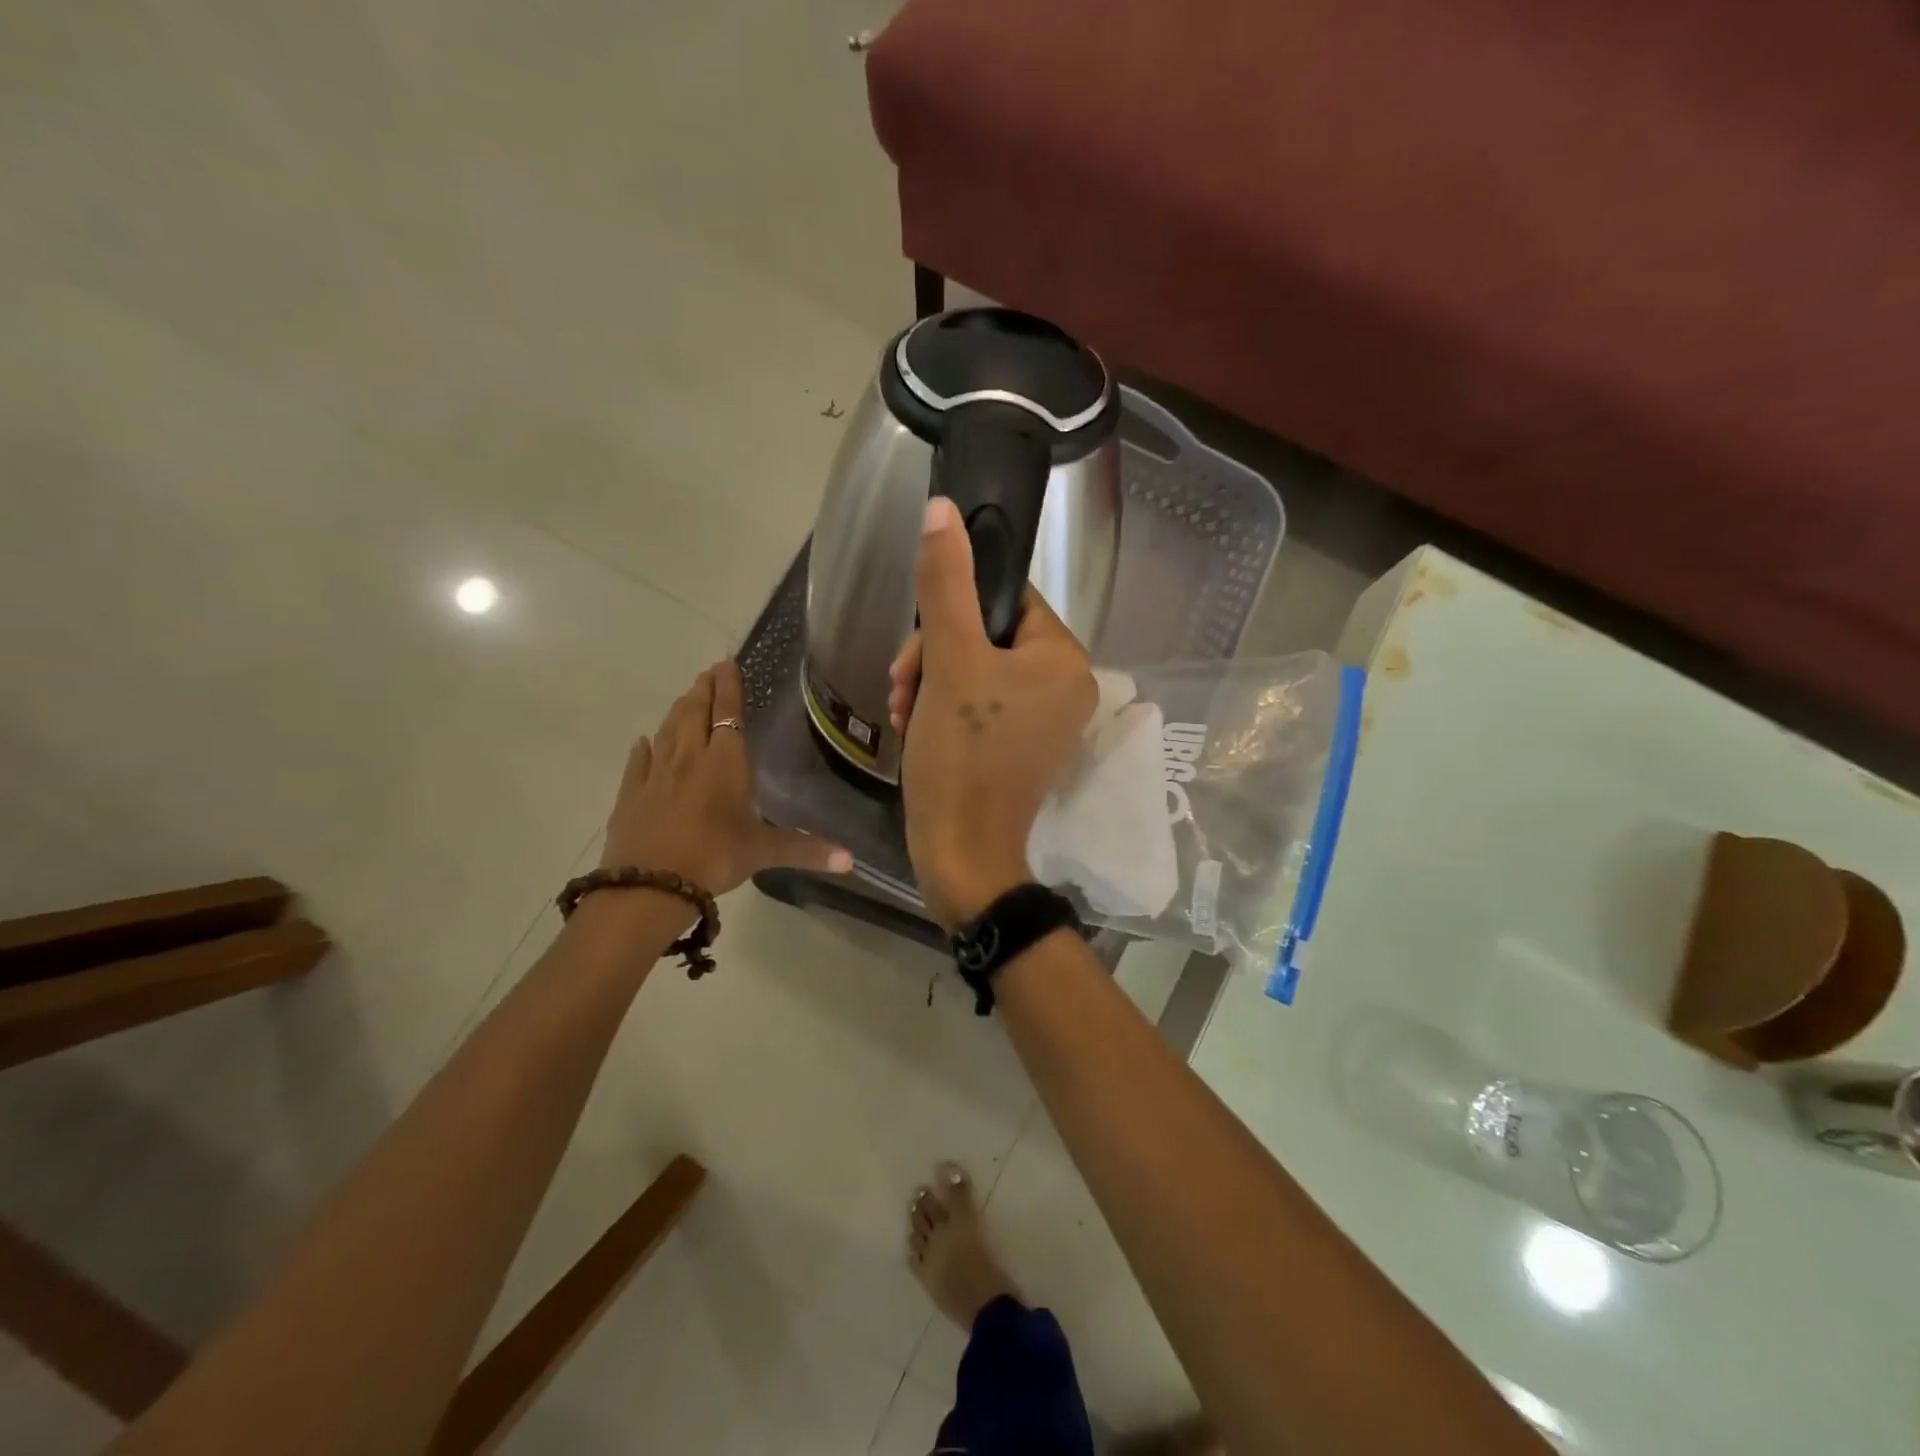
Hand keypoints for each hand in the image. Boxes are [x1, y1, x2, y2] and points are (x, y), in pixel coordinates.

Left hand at [603, 660, 850, 895]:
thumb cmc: (715, 858)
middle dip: (704, 689)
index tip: (728, 662)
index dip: (729, 688)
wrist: (649, 886)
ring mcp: (656, 774)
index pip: (728, 714)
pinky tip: (643, 741)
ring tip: (686, 696)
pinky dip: (643, 748)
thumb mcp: (764, 852)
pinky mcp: (630, 794)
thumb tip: (851, 861)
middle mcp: (689, 758)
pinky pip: (637, 762)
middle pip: (694, 712)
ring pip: (667, 730)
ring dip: (678, 710)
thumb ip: (807, 850)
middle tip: (709, 671)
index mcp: (725, 763)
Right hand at [889, 497, 1096, 928]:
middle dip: (935, 657)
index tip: (918, 648)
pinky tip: (918, 730)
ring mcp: (1045, 721)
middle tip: (903, 688)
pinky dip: (944, 710)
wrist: (961, 854)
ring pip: (976, 670)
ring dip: (932, 683)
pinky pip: (980, 704)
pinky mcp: (1021, 748)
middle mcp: (1065, 686)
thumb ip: (946, 584)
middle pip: (987, 636)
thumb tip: (942, 511)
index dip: (953, 613)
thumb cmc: (962, 756)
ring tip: (906, 714)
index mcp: (1064, 658)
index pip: (1007, 599)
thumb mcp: (950, 662)